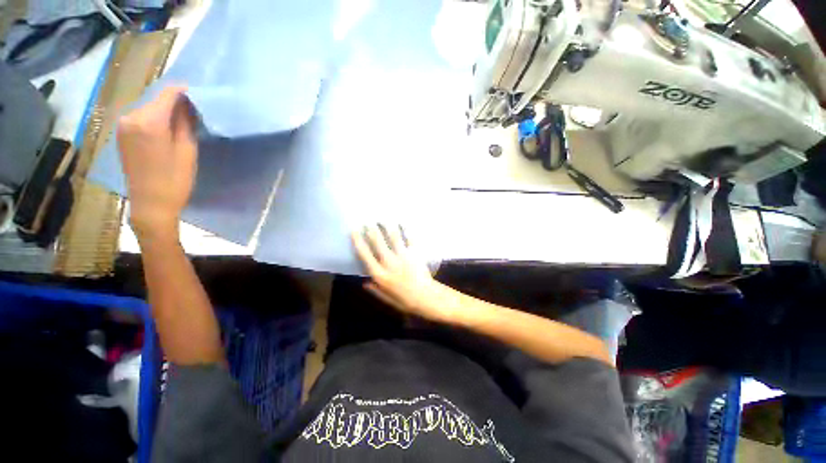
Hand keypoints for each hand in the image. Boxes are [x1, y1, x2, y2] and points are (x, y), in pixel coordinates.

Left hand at [118, 86, 196, 238]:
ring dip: (165, 110)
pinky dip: (155, 118)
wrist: (150, 204)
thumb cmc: (174, 180)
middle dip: (175, 101)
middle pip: (156, 99)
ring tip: (183, 121)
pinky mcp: (121, 134)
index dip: (184, 91)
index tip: (200, 95)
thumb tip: (188, 104)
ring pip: (149, 108)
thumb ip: (186, 123)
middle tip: (195, 111)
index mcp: (149, 121)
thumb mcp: (187, 150)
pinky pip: (141, 118)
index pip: (168, 93)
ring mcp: (123, 125)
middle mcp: (131, 117)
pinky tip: (167, 129)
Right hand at [352, 224, 458, 323]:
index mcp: (379, 274)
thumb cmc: (405, 301)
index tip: (354, 231)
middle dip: (372, 230)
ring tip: (383, 219)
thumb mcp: (387, 299)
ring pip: (393, 237)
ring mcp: (403, 256)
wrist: (426, 297)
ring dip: (387, 226)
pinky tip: (403, 223)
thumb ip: (375, 290)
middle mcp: (389, 262)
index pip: (365, 255)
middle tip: (368, 221)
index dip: (358, 241)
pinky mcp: (414, 253)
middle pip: (378, 242)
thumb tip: (364, 282)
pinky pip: (409, 238)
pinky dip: (406, 230)